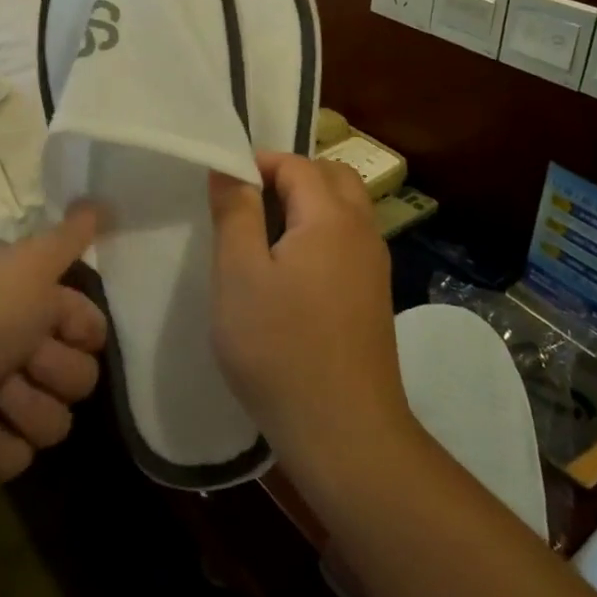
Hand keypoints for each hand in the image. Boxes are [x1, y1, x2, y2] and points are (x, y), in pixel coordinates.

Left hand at [0, 205, 106, 496]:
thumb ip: (69, 237)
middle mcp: (19, 350)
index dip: (81, 330)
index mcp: (28, 306)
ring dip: (26, 407)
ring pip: (58, 419)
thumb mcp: (26, 266)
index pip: (91, 327)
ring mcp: (3, 402)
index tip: (55, 324)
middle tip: (16, 359)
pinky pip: (26, 454)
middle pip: (82, 375)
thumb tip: (102, 200)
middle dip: (52, 370)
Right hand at [208, 154, 413, 484]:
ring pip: (345, 209)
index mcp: (331, 217)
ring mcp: (374, 266)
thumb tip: (229, 166)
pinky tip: (291, 272)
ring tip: (264, 235)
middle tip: (247, 203)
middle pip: (331, 177)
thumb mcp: (239, 274)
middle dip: (290, 176)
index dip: (257, 163)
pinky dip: (321, 234)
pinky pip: (348, 241)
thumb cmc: (280, 347)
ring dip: (308, 204)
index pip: (296, 164)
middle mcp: (362, 231)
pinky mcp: (374, 297)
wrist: (345, 432)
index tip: (222, 186)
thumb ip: (235, 212)